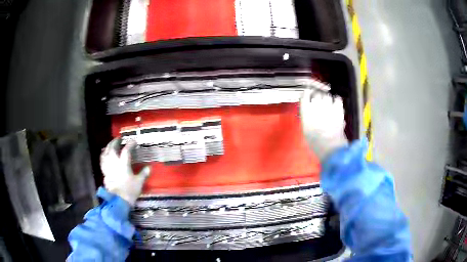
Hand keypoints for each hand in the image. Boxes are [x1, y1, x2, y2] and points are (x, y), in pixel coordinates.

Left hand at [100, 138, 150, 205]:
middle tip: (119, 139)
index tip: (134, 141)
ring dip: (108, 147)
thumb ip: (143, 173)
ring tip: (110, 145)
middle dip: (115, 142)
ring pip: (106, 153)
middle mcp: (114, 163)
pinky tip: (104, 154)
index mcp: (123, 164)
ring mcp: (108, 167)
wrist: (118, 200)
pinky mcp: (104, 172)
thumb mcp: (139, 182)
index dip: (130, 144)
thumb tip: (149, 167)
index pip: (126, 150)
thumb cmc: (130, 191)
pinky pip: (102, 160)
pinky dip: (103, 155)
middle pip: (112, 148)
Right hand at [300, 89, 347, 160]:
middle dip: (318, 96)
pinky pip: (337, 98)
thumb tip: (309, 115)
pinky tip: (337, 103)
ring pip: (327, 95)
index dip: (307, 94)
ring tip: (329, 105)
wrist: (330, 145)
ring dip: (327, 99)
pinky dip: (337, 100)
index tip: (309, 94)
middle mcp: (316, 105)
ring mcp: (327, 105)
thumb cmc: (317, 142)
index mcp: (305, 111)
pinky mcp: (338, 108)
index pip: (304, 95)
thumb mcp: (307, 131)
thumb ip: (307, 119)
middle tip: (320, 102)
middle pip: (316, 93)